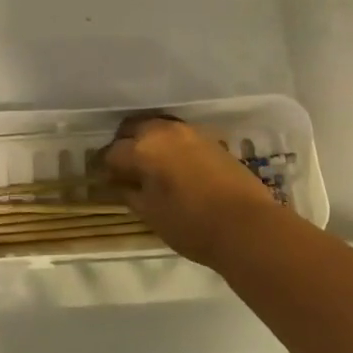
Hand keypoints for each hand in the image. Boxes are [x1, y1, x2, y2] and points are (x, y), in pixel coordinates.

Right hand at [104, 115, 280, 268]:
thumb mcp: (151, 214)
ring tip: (149, 165)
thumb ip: (130, 193)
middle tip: (124, 167)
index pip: (113, 152)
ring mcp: (190, 132)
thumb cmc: (191, 224)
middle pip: (133, 128)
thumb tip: (121, 183)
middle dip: (125, 144)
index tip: (105, 178)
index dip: (106, 166)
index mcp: (143, 148)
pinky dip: (170, 145)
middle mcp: (164, 131)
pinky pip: (179, 135)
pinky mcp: (210, 139)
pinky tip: (173, 166)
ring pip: (158, 128)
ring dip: (148, 141)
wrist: (247, 225)